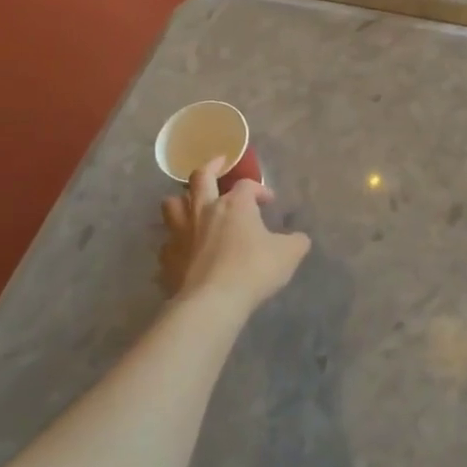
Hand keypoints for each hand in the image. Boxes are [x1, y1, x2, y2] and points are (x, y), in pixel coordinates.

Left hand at [160, 159, 311, 315]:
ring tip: (190, 203)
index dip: (259, 189)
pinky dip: (175, 242)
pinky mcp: (167, 258)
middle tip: (218, 164)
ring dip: (182, 200)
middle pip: (201, 178)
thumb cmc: (253, 270)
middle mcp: (204, 211)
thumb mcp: (289, 254)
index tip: (268, 202)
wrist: (212, 302)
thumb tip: (298, 238)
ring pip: (172, 204)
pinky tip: (184, 250)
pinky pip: (167, 243)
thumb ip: (296, 241)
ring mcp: (181, 234)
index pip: (246, 185)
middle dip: (211, 167)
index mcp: (235, 205)